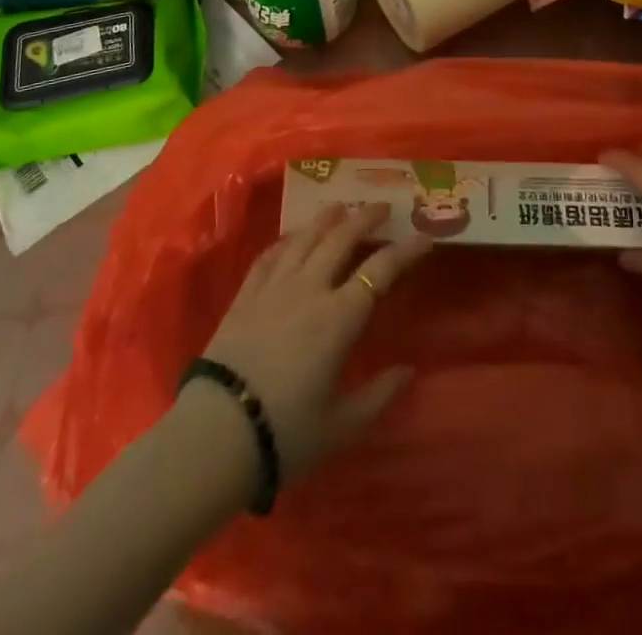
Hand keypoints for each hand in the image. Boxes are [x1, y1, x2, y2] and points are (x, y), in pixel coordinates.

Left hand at [197, 202, 431, 484]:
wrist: (215, 434)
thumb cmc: (286, 434)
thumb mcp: (342, 425)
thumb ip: (379, 395)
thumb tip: (409, 370)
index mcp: (339, 317)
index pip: (381, 269)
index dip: (406, 250)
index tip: (425, 237)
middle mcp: (310, 288)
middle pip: (342, 238)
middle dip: (366, 217)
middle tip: (383, 206)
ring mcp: (274, 286)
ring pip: (305, 237)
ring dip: (327, 218)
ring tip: (341, 207)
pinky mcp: (246, 294)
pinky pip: (271, 254)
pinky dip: (288, 239)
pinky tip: (293, 237)